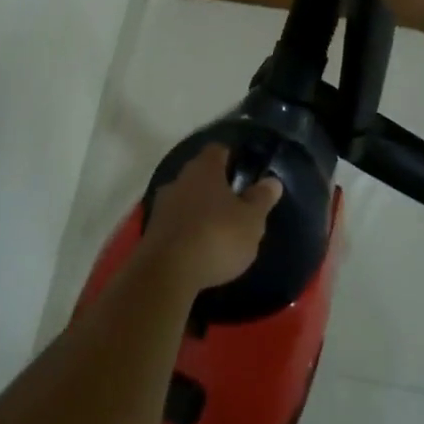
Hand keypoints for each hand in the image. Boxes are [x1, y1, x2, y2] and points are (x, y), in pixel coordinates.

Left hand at [141, 145, 282, 292]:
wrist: (167, 273)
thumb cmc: (217, 237)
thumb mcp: (251, 220)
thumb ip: (261, 199)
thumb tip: (272, 180)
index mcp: (204, 169)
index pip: (218, 150)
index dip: (231, 157)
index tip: (244, 171)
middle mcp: (179, 179)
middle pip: (200, 174)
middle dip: (215, 186)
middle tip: (236, 203)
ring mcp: (162, 205)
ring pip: (185, 198)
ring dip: (200, 209)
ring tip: (219, 228)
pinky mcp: (152, 231)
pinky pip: (175, 222)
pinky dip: (187, 229)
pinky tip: (199, 246)